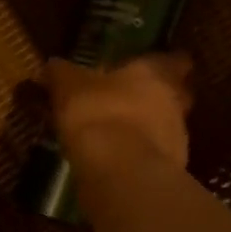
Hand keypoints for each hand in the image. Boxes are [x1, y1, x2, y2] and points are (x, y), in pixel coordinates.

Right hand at [44, 54, 192, 172]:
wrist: (121, 171)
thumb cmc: (98, 113)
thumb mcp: (69, 87)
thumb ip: (63, 74)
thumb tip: (53, 65)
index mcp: (156, 73)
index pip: (175, 61)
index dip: (167, 63)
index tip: (154, 67)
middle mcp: (175, 101)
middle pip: (177, 95)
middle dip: (159, 98)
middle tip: (134, 101)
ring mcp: (178, 138)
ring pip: (168, 127)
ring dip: (150, 130)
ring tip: (121, 135)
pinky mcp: (171, 169)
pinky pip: (156, 156)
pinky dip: (141, 156)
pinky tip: (120, 161)